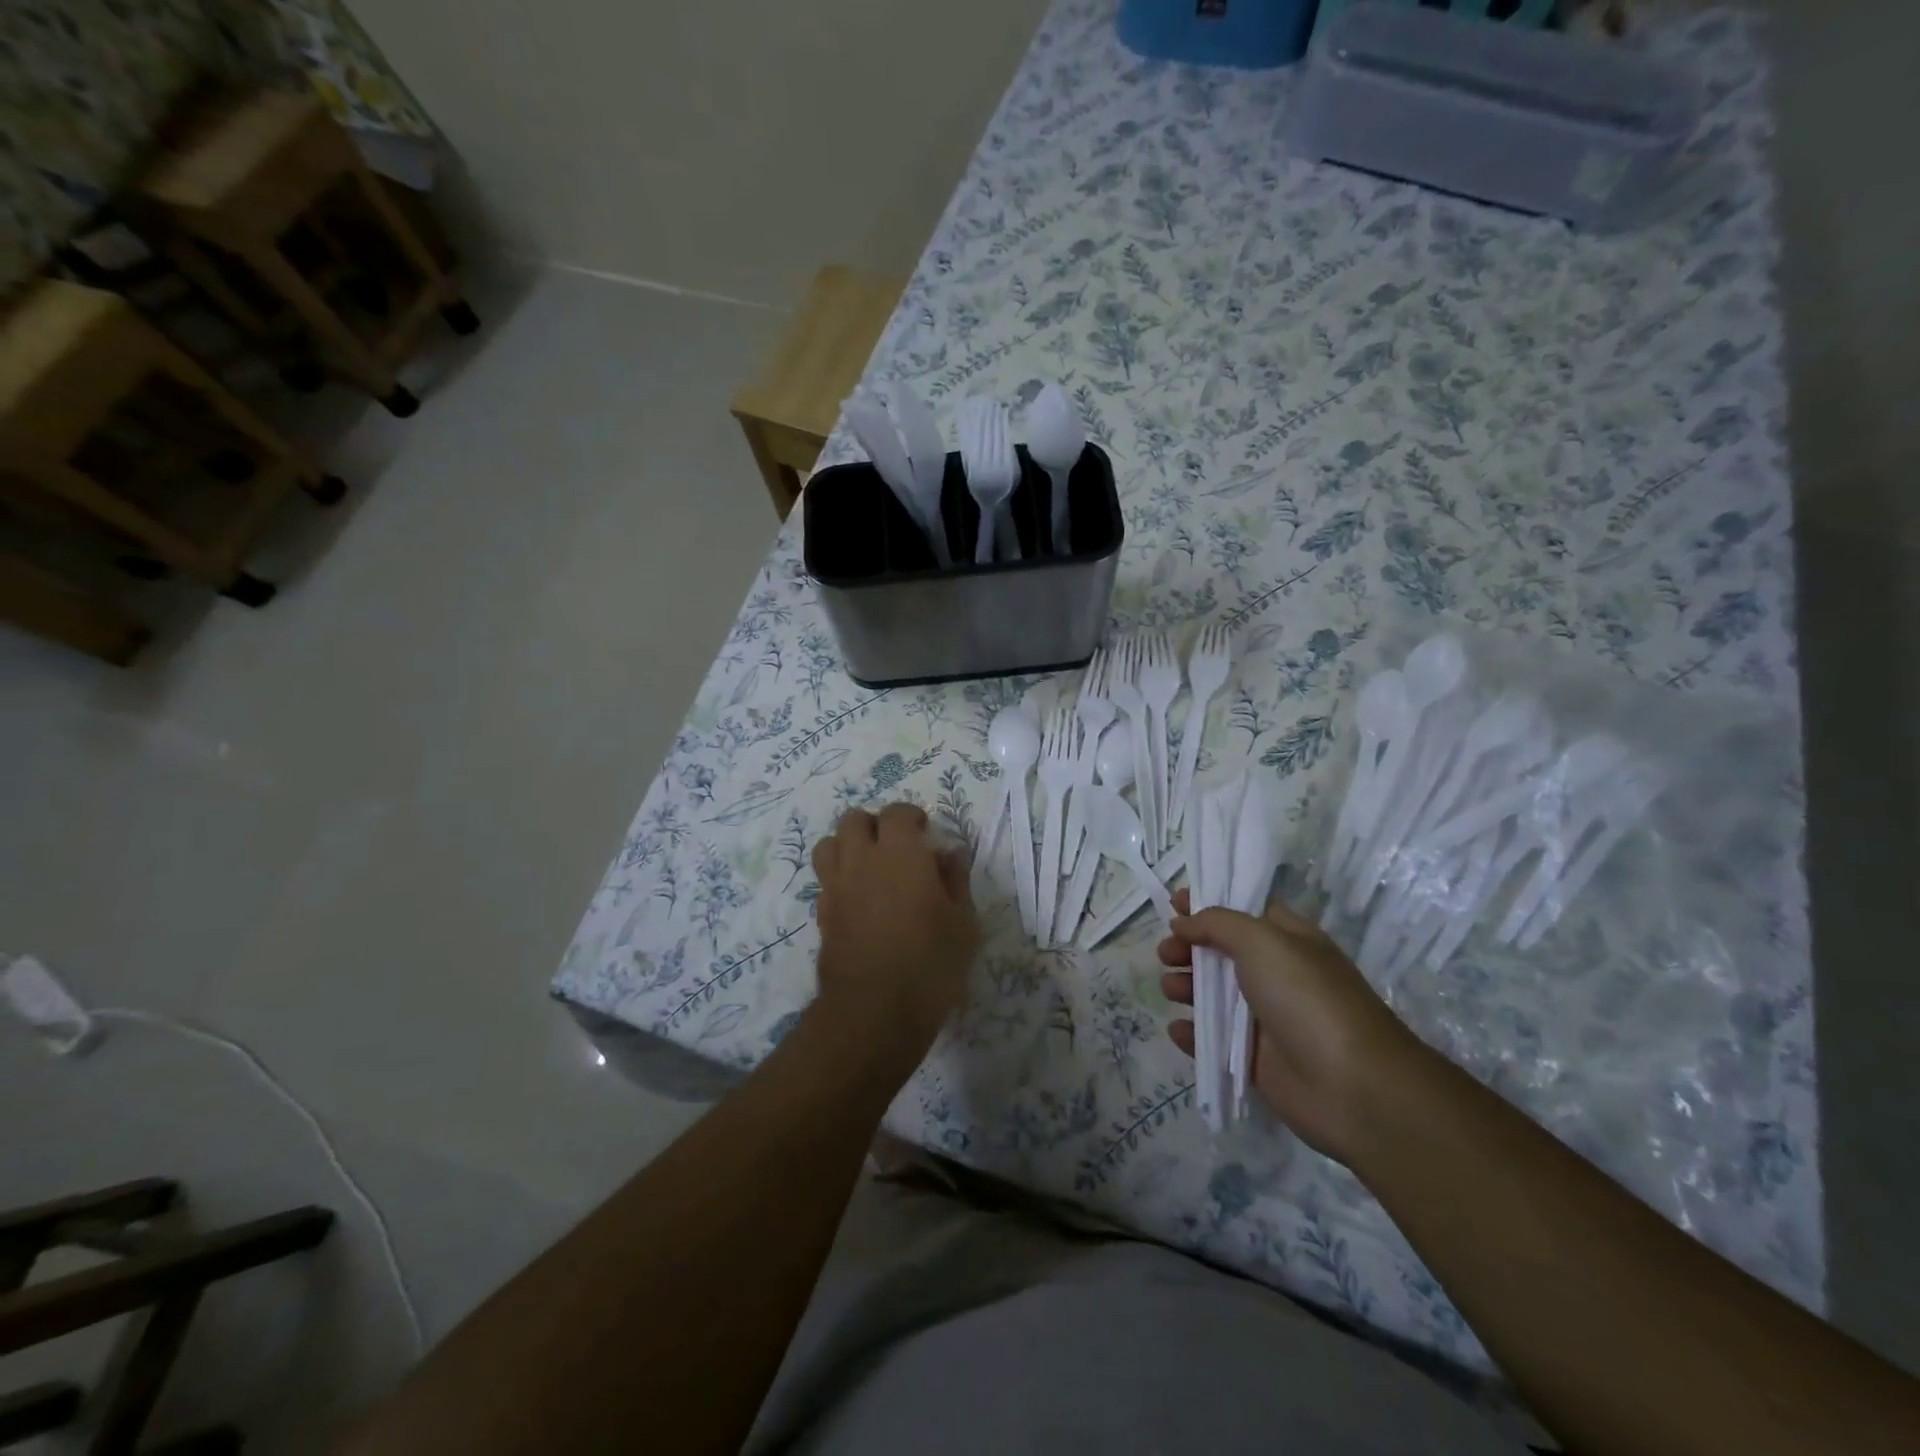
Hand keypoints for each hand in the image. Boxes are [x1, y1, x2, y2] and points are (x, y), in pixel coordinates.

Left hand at [812, 803, 978, 1065]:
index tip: (926, 833)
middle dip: (875, 825)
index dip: (911, 817)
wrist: (874, 1013)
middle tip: (896, 846)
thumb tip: (951, 852)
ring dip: (848, 846)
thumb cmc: (931, 964)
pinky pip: (825, 879)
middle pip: (853, 819)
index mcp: (900, 854)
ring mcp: (836, 887)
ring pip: (829, 844)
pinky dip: (840, 878)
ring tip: (870, 867)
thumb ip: (957, 880)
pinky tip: (859, 900)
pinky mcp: (822, 914)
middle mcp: (861, 860)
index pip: (896, 813)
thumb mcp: (963, 923)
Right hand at [1159, 889, 1425, 1160]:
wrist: (1352, 1086)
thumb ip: (1217, 923)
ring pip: (1213, 996)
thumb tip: (1183, 921)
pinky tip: (1178, 1029)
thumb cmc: (1307, 998)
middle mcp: (1275, 974)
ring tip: (1170, 990)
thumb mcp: (1261, 941)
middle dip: (1188, 947)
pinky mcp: (1255, 1059)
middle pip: (1220, 952)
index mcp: (1287, 939)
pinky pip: (1214, 1041)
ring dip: (1186, 988)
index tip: (1173, 903)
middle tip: (1166, 953)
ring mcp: (1265, 1018)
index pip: (1242, 910)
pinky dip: (1193, 1034)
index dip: (1208, 904)